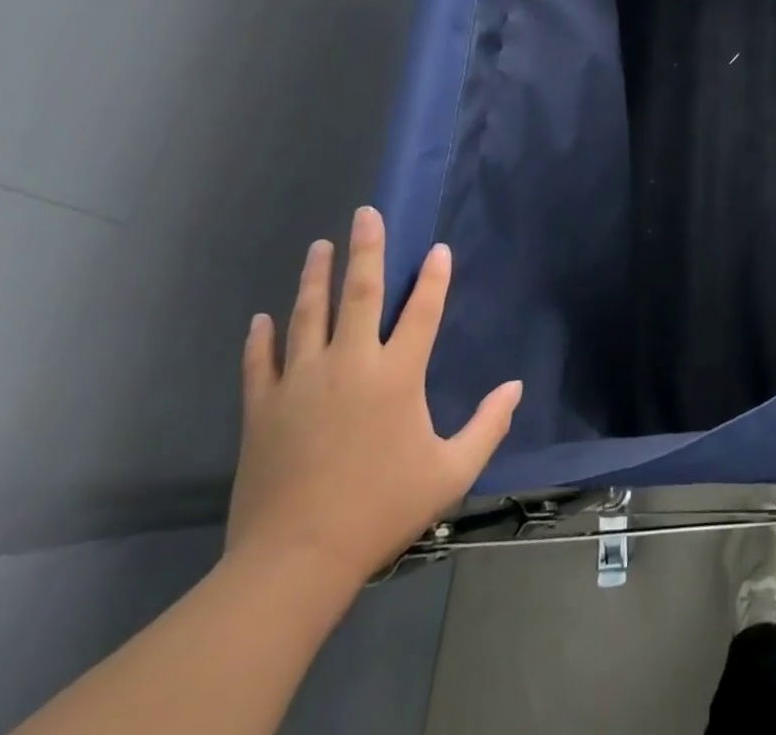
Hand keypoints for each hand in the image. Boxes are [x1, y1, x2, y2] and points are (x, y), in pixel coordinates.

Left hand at [225, 207, 521, 589]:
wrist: (295, 562)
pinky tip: (261, 318)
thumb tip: (516, 387)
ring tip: (318, 247)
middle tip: (365, 214)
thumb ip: (488, 425)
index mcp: (398, 375)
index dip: (435, 276)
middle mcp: (350, 364)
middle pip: (360, 294)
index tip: (439, 249)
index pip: (423, 310)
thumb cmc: (381, 510)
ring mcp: (301, 383)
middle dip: (366, 250)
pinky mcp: (262, 409)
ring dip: (314, 278)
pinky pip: (259, 363)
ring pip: (307, 316)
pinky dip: (261, 338)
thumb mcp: (451, 472)